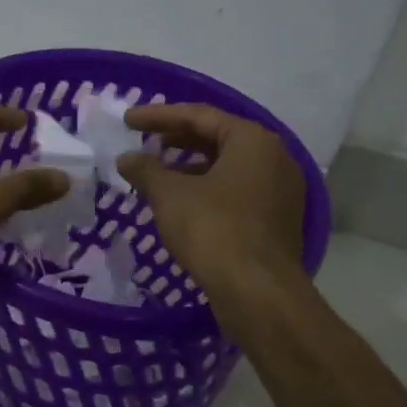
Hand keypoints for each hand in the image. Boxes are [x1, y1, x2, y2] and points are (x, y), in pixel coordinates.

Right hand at [117, 104, 306, 303]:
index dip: (158, 116)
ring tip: (157, 174)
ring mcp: (280, 190)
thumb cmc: (213, 229)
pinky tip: (181, 203)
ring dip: (190, 167)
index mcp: (252, 140)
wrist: (257, 291)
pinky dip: (207, 189)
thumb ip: (146, 169)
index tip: (127, 120)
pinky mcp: (277, 219)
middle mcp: (274, 158)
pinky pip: (237, 191)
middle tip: (144, 143)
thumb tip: (126, 158)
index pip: (199, 115)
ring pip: (228, 167)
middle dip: (177, 140)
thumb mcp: (170, 195)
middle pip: (218, 138)